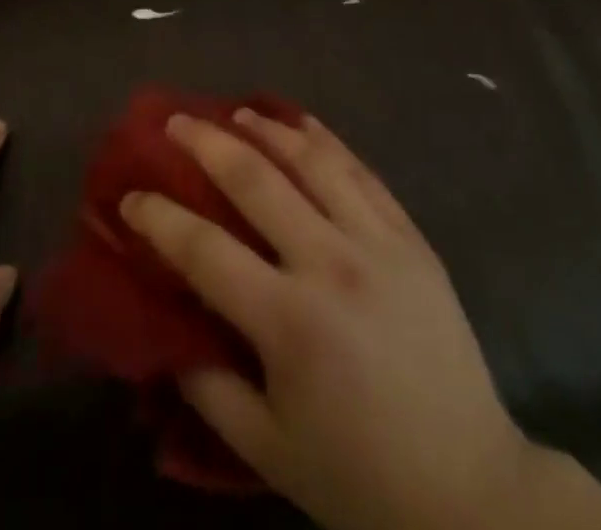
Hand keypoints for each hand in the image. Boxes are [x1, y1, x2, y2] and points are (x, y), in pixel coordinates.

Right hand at [121, 110, 600, 529]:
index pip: (204, 250)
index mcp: (289, 322)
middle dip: (206, 143)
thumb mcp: (268, 450)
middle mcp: (330, 264)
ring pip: (311, 161)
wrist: (471, 491)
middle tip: (174, 120)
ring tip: (235, 110)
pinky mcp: (411, 237)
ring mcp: (377, 242)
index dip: (158, 218)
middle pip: (255, 181)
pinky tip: (302, 124)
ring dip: (266, 129)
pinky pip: (362, 172)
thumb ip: (208, 386)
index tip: (129, 196)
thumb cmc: (359, 476)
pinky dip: (326, 141)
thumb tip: (165, 329)